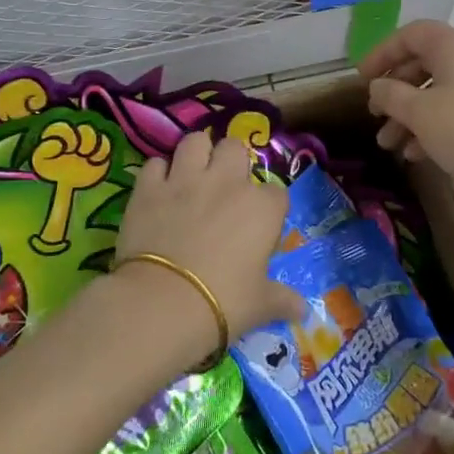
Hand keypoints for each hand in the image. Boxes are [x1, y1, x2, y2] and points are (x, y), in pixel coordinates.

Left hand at [114, 132, 301, 354]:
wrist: (163, 303)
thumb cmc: (223, 303)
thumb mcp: (260, 305)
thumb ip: (282, 301)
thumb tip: (304, 312)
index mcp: (261, 208)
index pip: (276, 193)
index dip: (268, 208)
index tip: (259, 227)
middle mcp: (227, 182)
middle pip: (235, 148)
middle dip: (231, 162)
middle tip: (224, 188)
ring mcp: (185, 179)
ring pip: (195, 141)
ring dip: (195, 154)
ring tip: (192, 174)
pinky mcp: (149, 187)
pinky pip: (155, 163)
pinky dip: (158, 174)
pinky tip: (158, 190)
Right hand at [359, 20, 453, 196]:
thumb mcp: (418, 112)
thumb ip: (390, 93)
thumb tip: (378, 86)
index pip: (411, 34)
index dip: (382, 52)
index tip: (363, 78)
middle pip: (422, 63)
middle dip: (393, 90)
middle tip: (374, 113)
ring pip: (436, 91)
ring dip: (407, 114)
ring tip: (388, 143)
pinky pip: (453, 109)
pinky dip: (430, 125)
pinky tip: (414, 154)